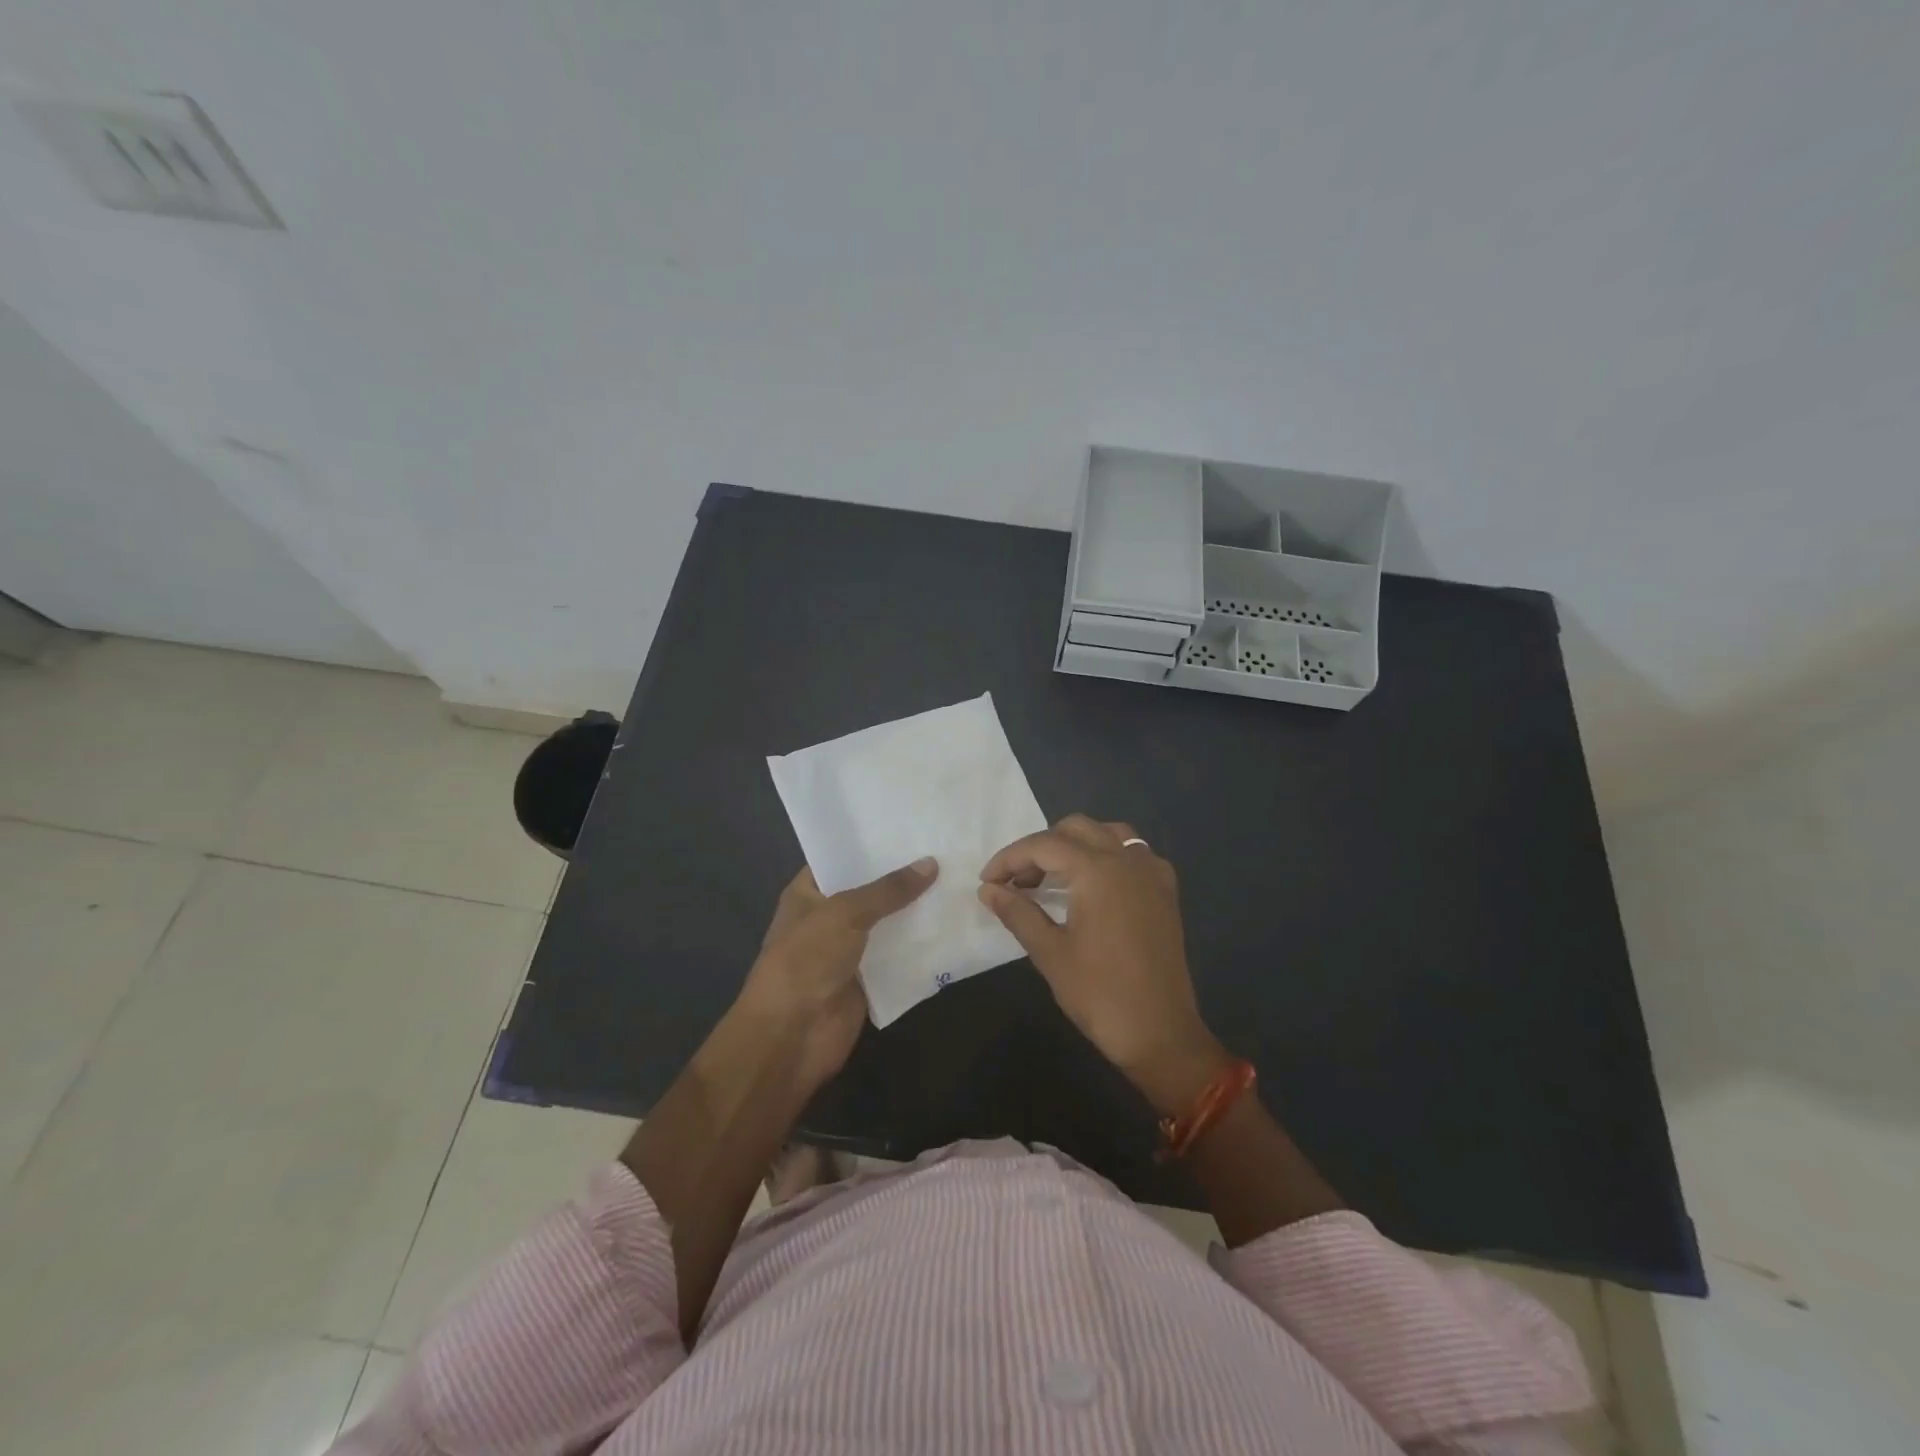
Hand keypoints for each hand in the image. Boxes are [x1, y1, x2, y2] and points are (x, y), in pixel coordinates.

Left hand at [735, 858, 937, 1092]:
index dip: (871, 843)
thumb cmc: (806, 960)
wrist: (792, 1036)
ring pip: (889, 923)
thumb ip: (888, 889)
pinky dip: (922, 946)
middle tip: (946, 848)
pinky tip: (954, 924)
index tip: (910, 825)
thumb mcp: (845, 913)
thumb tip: (931, 863)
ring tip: (959, 879)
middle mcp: (828, 918)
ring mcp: (849, 950)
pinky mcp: (870, 980)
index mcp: (808, 893)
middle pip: (870, 891)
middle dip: (903, 875)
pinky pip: (899, 956)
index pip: (841, 858)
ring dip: (917, 910)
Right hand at [978, 815, 1227, 1113]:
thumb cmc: (1099, 993)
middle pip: (1075, 829)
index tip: (987, 882)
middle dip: (1040, 848)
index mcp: (1097, 870)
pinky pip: (1134, 853)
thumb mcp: (1049, 952)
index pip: (1043, 845)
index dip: (1009, 859)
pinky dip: (1108, 855)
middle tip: (1018, 882)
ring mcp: (1151, 873)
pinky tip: (1095, 884)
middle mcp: (1127, 859)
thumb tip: (988, 890)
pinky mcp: (1166, 891)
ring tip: (1053, 876)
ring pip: (1108, 833)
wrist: (1160, 1032)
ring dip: (1076, 845)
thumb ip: (1017, 912)